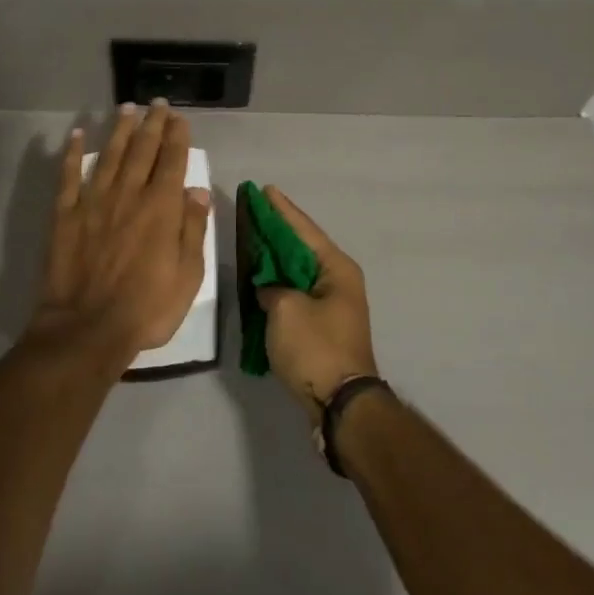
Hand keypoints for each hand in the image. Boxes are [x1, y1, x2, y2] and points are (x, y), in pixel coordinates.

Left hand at [29, 100, 210, 370]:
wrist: (87, 330)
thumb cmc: (146, 308)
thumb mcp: (188, 275)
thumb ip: (192, 229)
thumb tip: (197, 191)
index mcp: (160, 208)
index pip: (171, 161)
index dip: (176, 136)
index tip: (179, 117)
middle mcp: (128, 194)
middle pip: (142, 150)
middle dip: (152, 123)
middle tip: (157, 103)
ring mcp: (94, 202)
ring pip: (110, 155)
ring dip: (120, 129)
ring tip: (127, 107)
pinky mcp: (66, 215)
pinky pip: (69, 176)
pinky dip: (73, 153)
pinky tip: (78, 134)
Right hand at [255, 187, 377, 415]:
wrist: (341, 405)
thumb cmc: (315, 348)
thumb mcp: (285, 310)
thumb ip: (271, 288)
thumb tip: (270, 291)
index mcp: (337, 268)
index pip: (304, 229)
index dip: (282, 209)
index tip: (265, 189)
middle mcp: (339, 280)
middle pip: (302, 247)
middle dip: (277, 230)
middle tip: (254, 210)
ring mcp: (333, 304)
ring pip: (299, 271)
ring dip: (276, 257)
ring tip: (253, 238)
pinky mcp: (324, 326)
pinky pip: (297, 292)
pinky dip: (279, 283)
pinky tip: (260, 278)